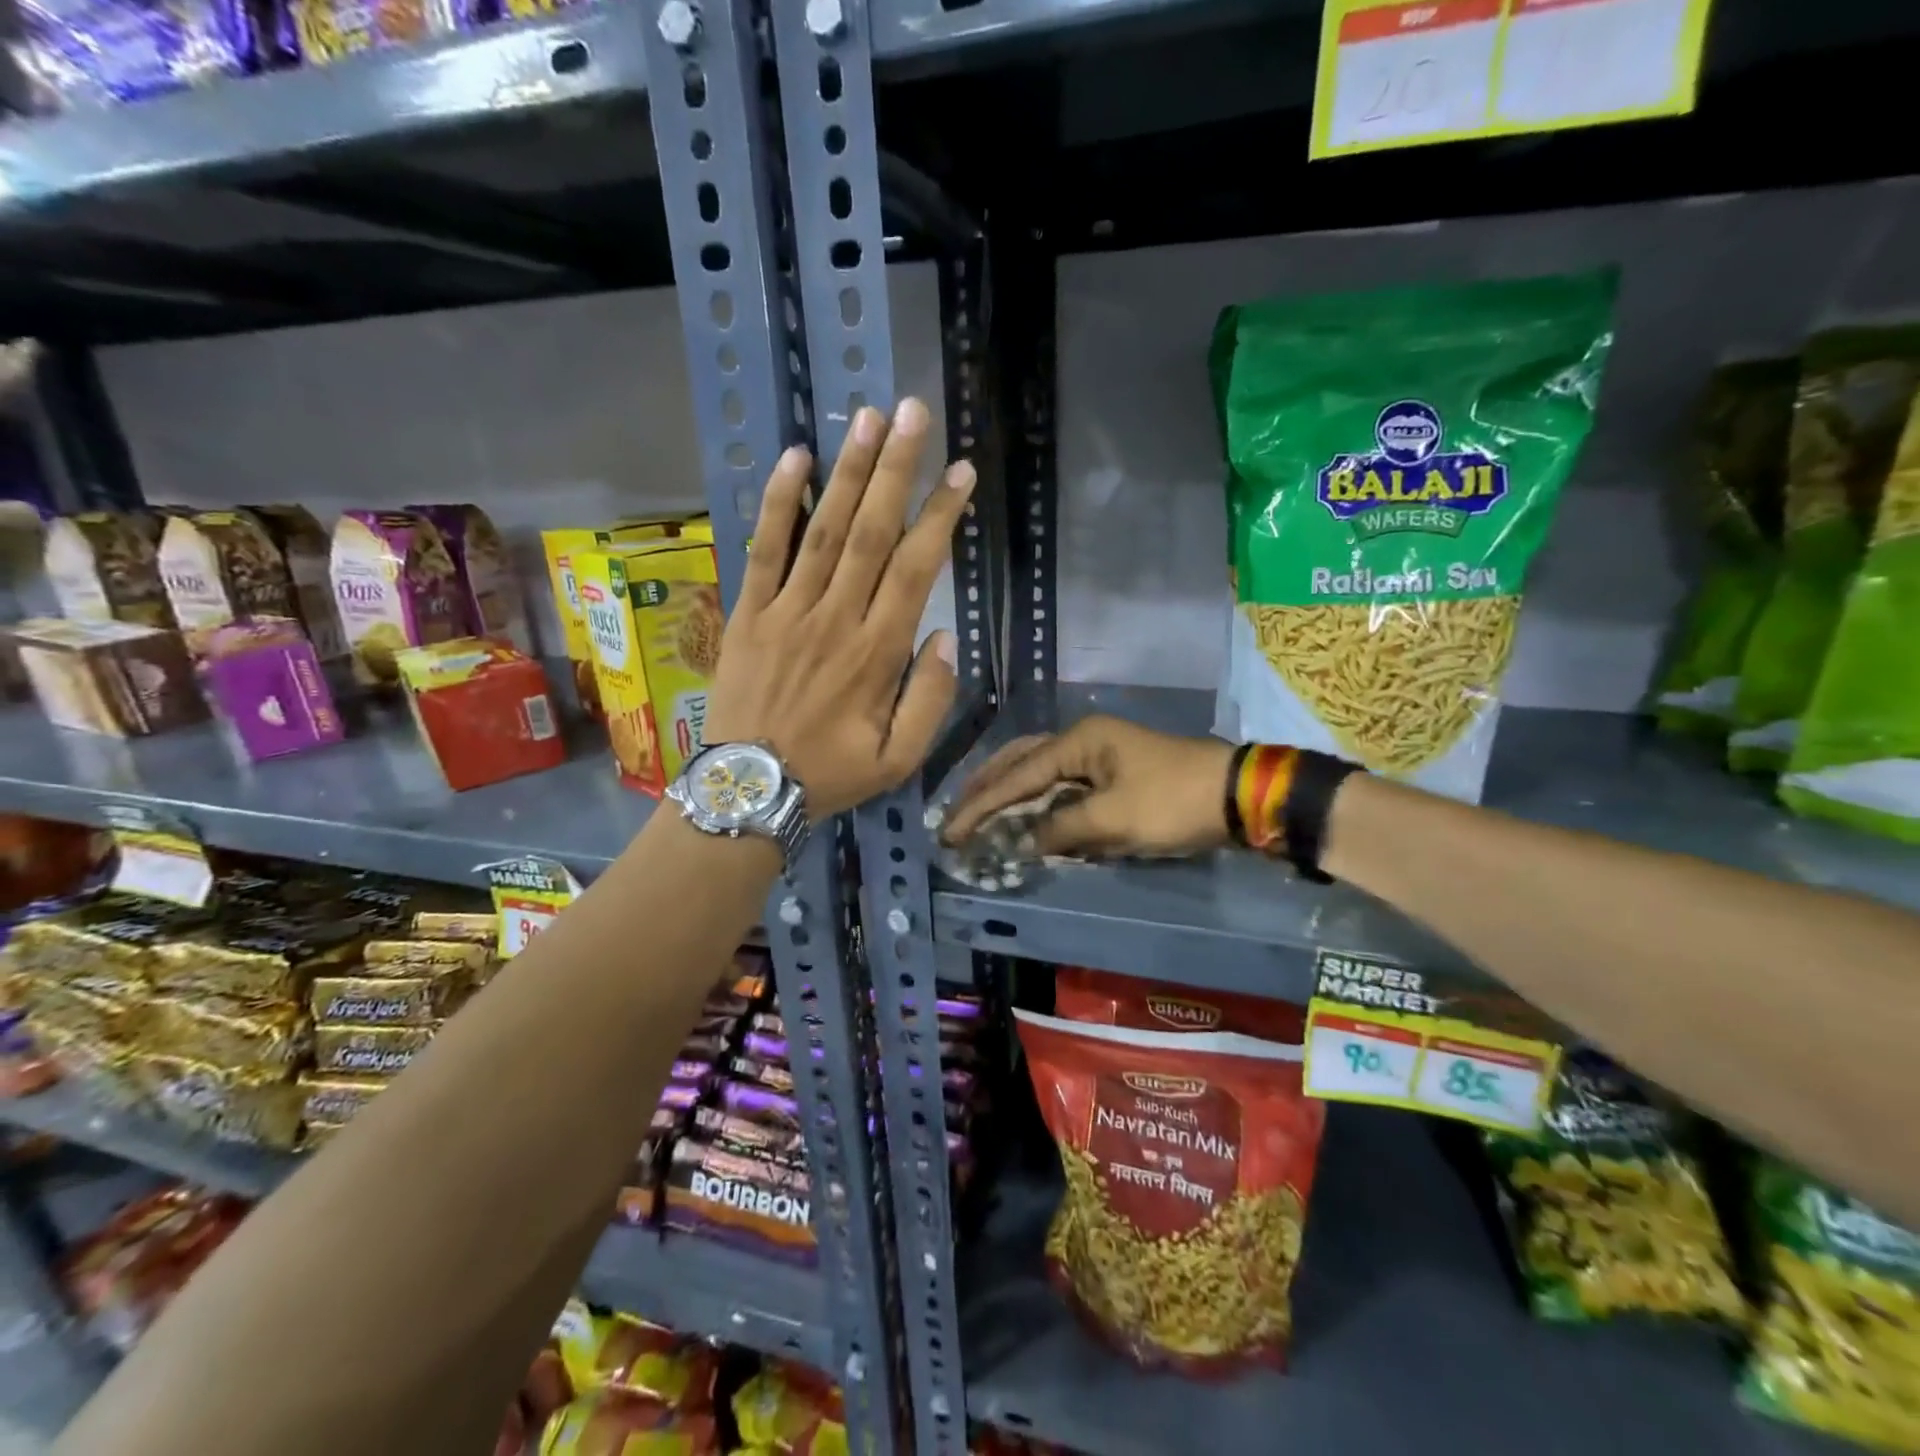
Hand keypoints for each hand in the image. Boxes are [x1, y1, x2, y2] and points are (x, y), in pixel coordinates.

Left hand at [704, 398, 974, 818]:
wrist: (747, 789)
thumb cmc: (829, 775)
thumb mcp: (899, 760)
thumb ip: (929, 700)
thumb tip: (944, 637)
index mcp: (877, 653)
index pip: (915, 569)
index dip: (940, 516)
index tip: (961, 472)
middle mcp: (835, 619)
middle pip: (871, 533)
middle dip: (896, 469)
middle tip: (913, 412)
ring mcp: (787, 611)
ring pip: (823, 530)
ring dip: (847, 472)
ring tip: (867, 418)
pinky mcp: (749, 612)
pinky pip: (764, 549)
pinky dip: (777, 503)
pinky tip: (794, 459)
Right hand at [939, 716, 1236, 857]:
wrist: (1237, 795)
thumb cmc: (1173, 802)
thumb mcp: (1114, 820)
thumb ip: (1061, 829)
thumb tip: (1023, 842)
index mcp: (1078, 741)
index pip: (1017, 775)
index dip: (981, 805)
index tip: (951, 832)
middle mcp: (1082, 740)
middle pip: (1020, 761)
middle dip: (986, 788)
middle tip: (956, 815)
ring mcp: (1098, 754)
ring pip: (1040, 771)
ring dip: (1010, 792)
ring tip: (979, 812)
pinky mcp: (1112, 772)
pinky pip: (1062, 784)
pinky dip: (1038, 800)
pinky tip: (1025, 815)